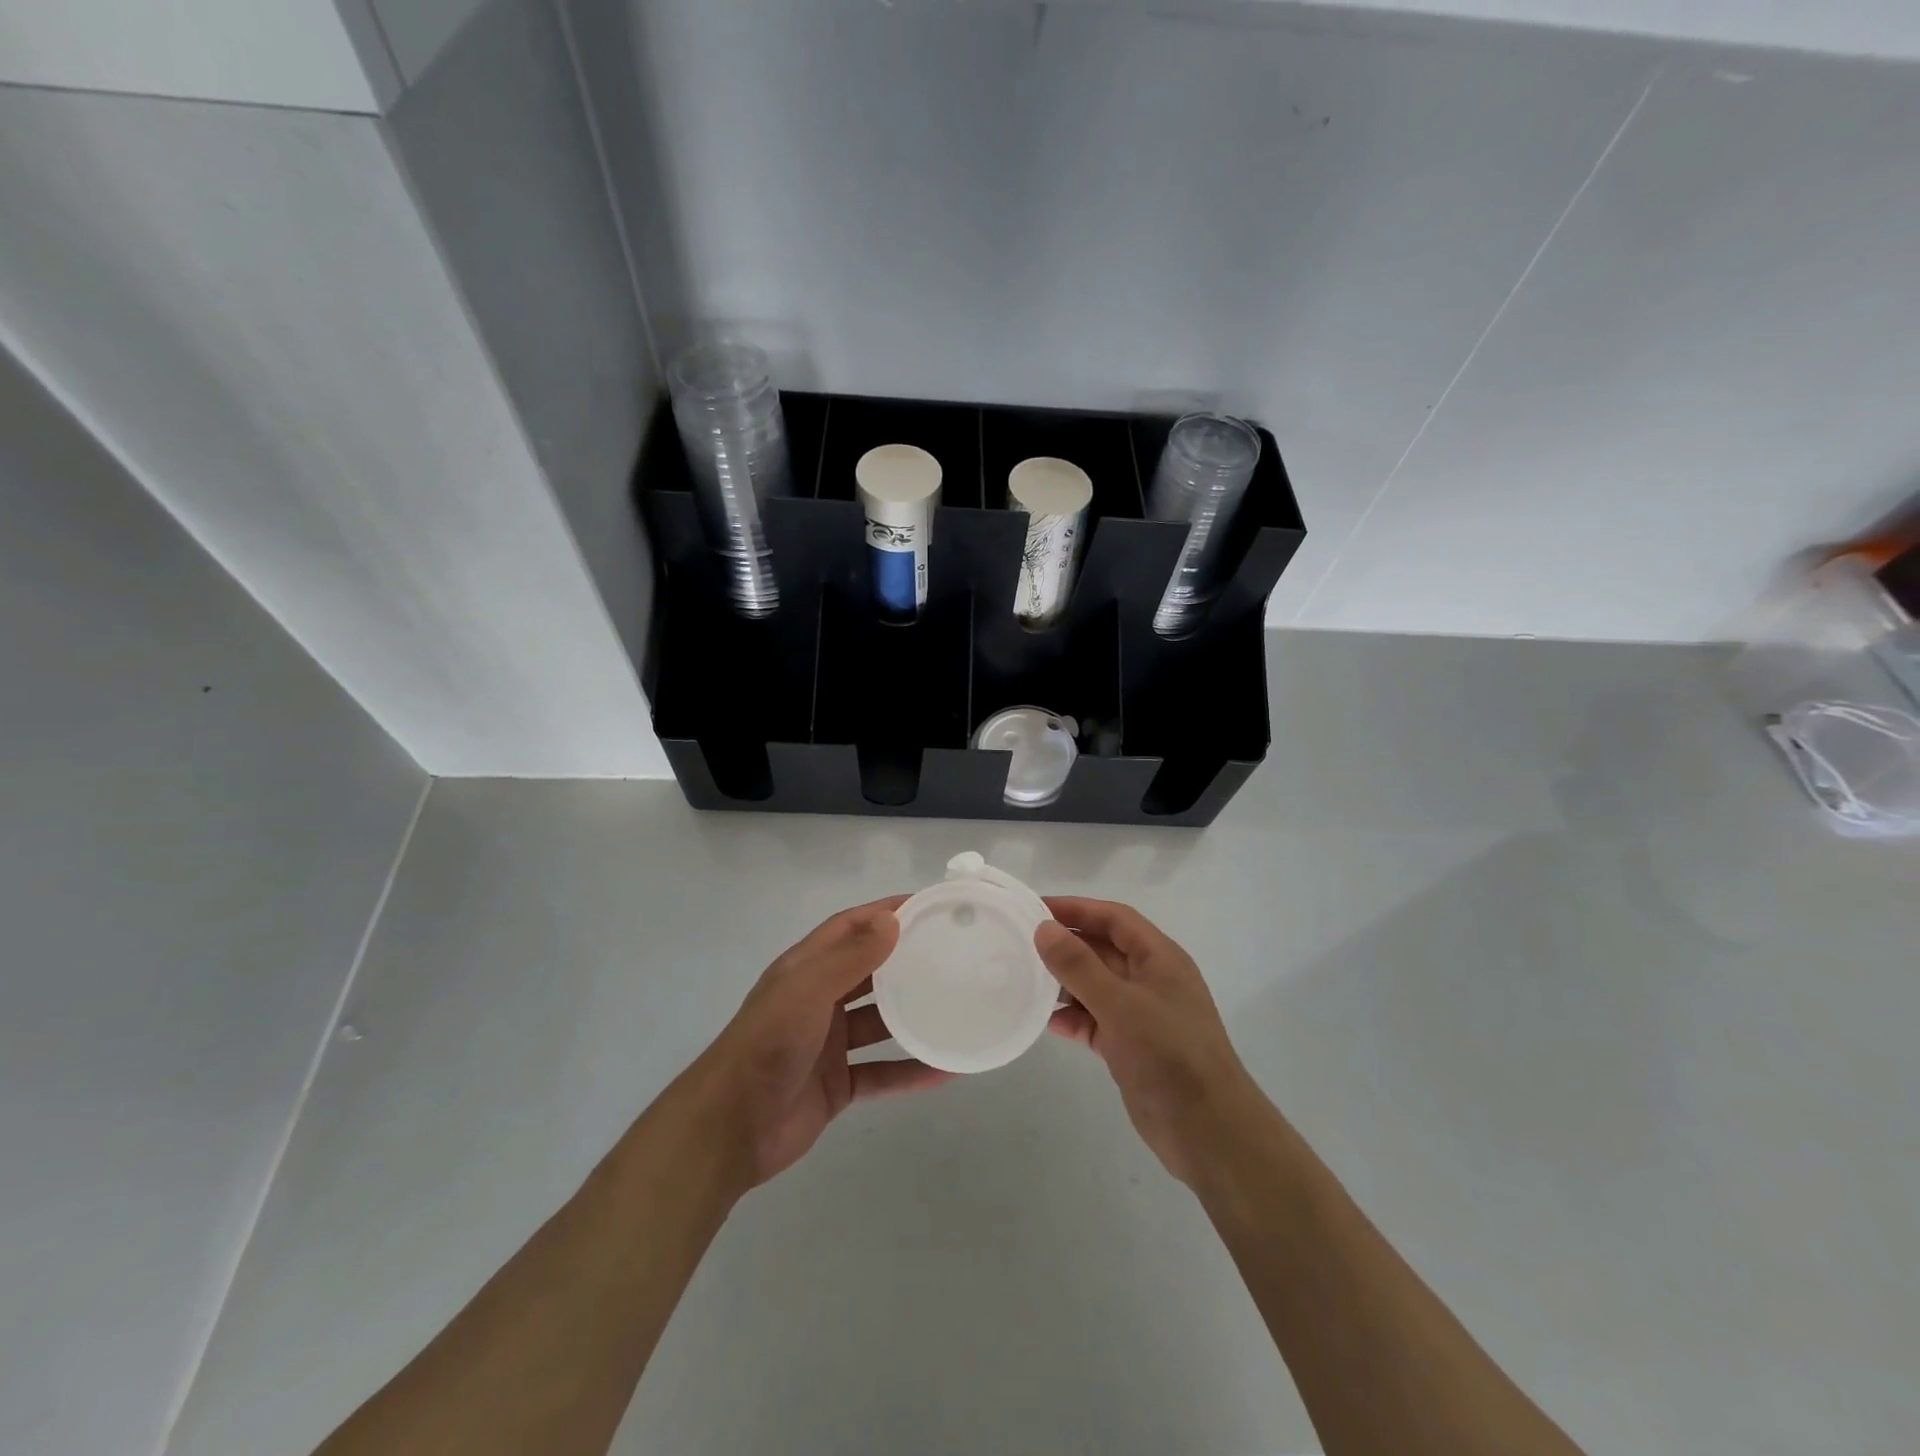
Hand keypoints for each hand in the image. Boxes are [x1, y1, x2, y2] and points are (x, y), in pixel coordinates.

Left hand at [682, 899, 952, 1191]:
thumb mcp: (808, 990)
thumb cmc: (768, 1044)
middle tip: (952, 953)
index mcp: (805, 969)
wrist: (730, 1128)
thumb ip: (850, 957)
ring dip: (913, 1016)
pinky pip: (882, 1072)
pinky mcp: (837, 1085)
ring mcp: (828, 1044)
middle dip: (905, 960)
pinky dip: (911, 1071)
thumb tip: (892, 919)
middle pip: (868, 972)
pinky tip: (946, 1070)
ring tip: (956, 1006)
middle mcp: (818, 1000)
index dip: (884, 913)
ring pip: (879, 1023)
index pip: (849, 927)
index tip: (927, 906)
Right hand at [1037, 898, 1262, 1185]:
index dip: (1077, 908)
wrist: (1208, 1132)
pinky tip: (1048, 1023)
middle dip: (1067, 945)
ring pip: (1097, 986)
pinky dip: (1074, 1019)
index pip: (1114, 918)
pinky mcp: (1132, 1047)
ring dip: (1065, 983)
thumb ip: (1079, 965)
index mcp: (1159, 958)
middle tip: (1022, 944)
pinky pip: (1096, 1021)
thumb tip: (1044, 928)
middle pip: (1103, 949)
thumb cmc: (1168, 1055)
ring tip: (1026, 982)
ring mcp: (1142, 1015)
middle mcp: (1151, 980)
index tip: (1036, 908)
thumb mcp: (1120, 1004)